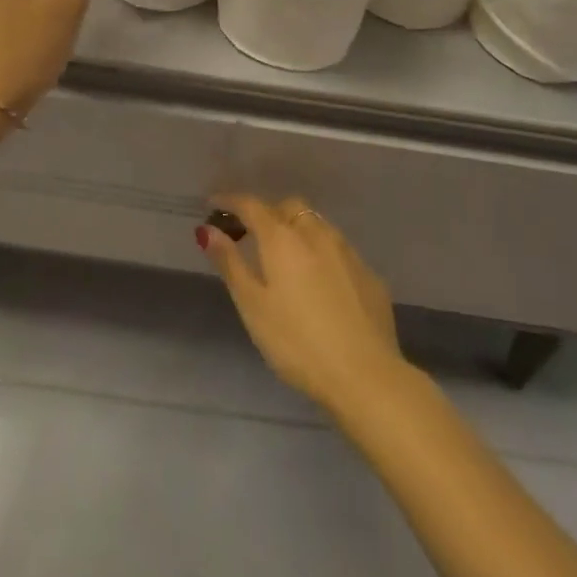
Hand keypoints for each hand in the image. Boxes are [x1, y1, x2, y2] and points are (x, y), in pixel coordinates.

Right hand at [200, 195, 410, 416]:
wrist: (366, 376)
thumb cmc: (297, 342)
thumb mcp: (253, 306)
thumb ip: (230, 263)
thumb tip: (207, 229)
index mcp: (283, 238)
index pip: (252, 205)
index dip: (230, 201)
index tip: (214, 203)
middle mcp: (316, 233)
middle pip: (288, 207)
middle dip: (268, 213)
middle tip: (252, 235)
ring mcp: (347, 252)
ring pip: (316, 225)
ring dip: (297, 229)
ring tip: (286, 257)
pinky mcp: (369, 274)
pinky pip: (338, 250)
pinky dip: (321, 253)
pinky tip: (320, 282)